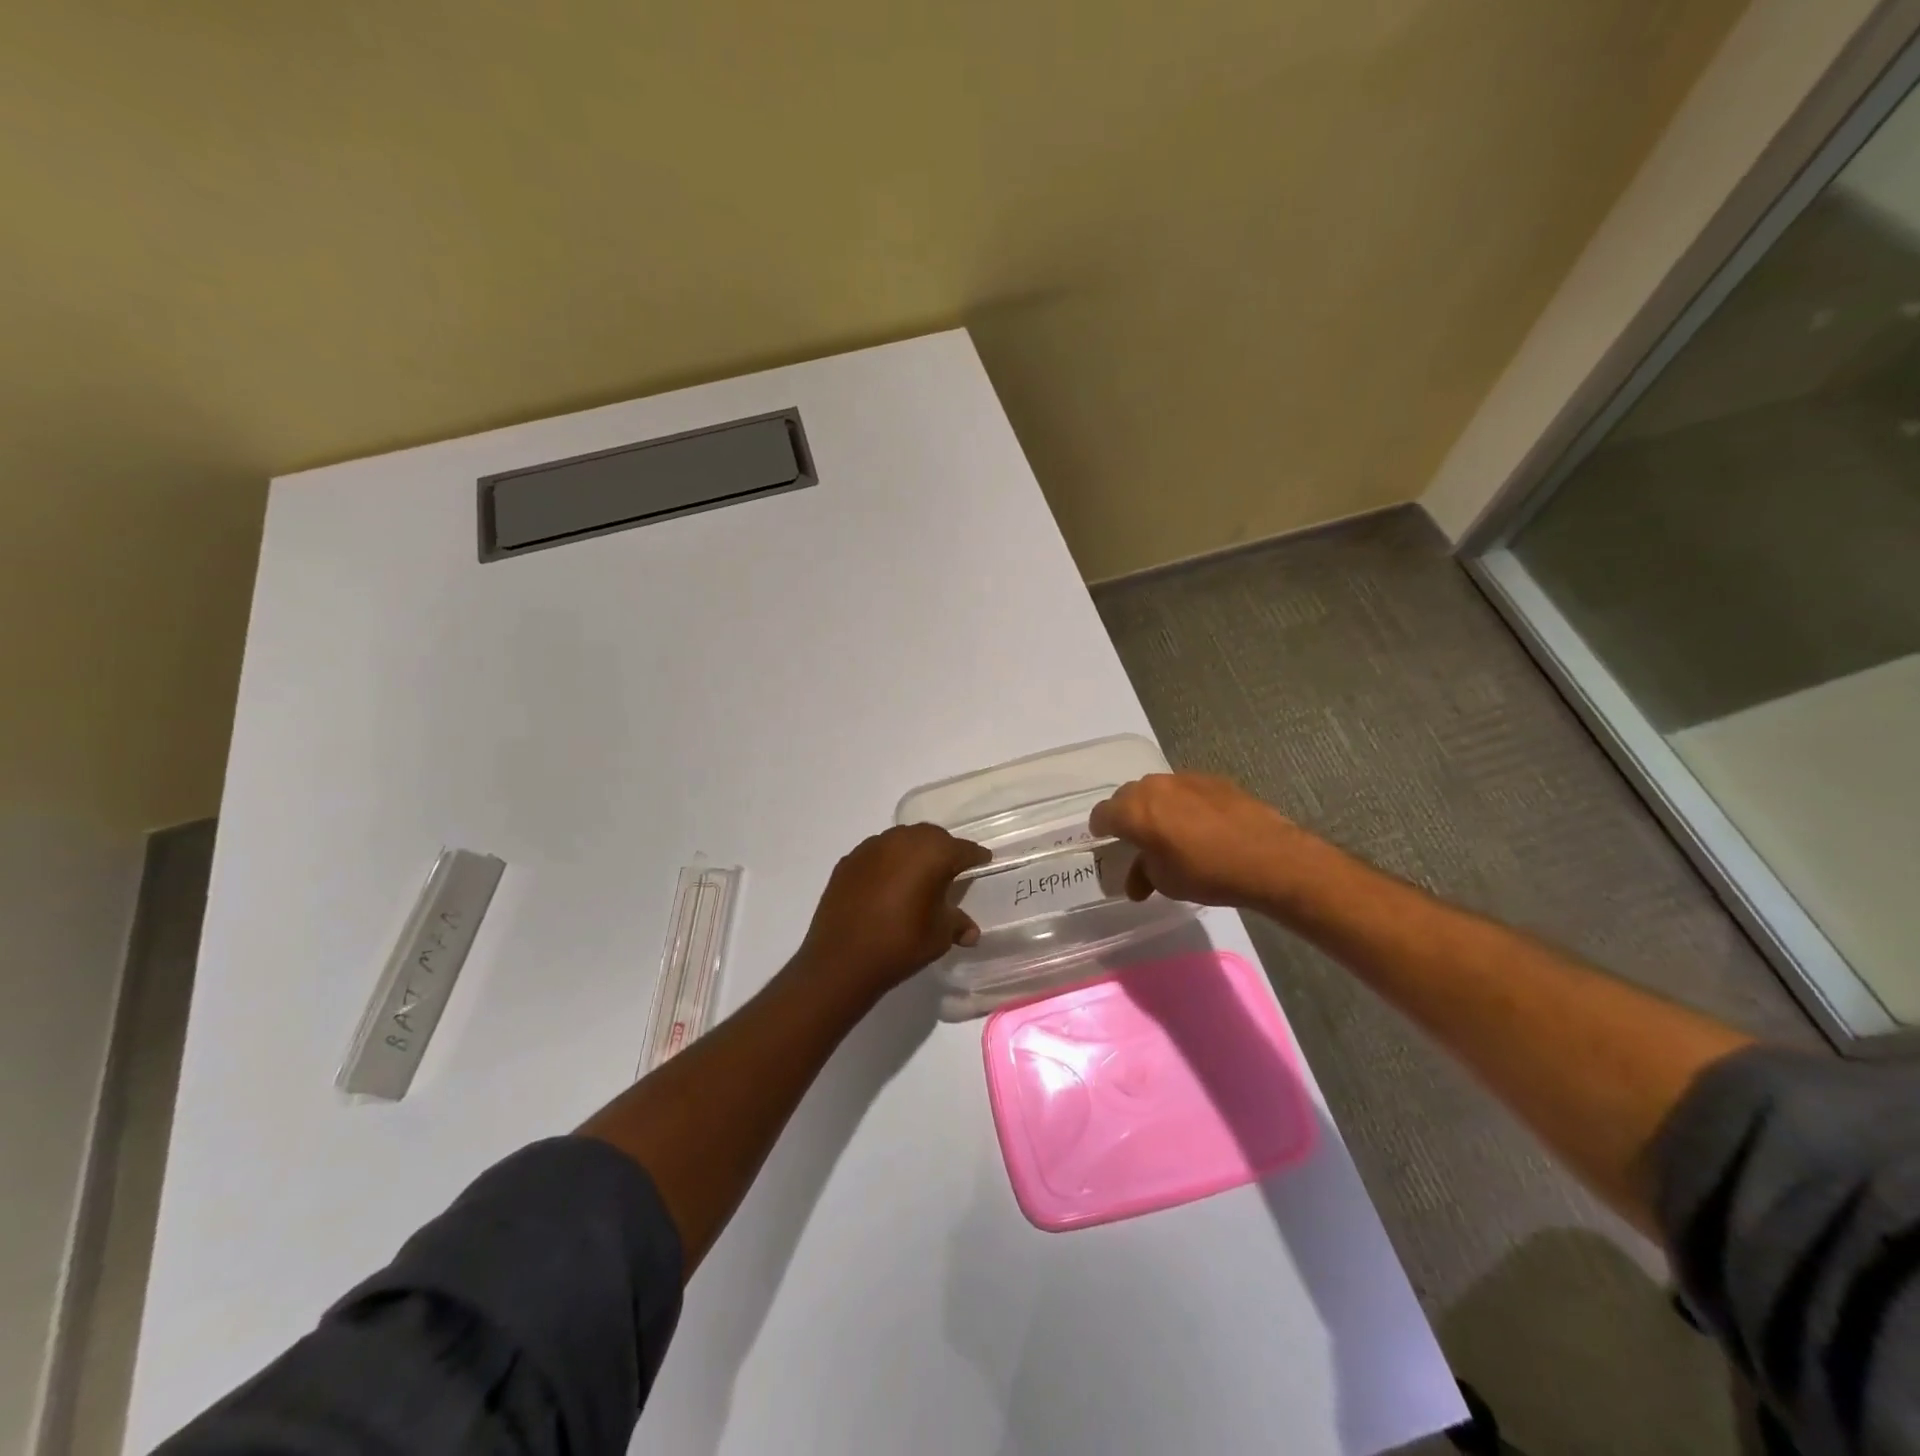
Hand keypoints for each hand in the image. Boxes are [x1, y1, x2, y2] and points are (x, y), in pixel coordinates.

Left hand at [794, 824, 990, 1003]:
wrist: (841, 960)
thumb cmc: (900, 944)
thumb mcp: (939, 936)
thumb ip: (957, 924)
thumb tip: (970, 931)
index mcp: (932, 853)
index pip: (963, 849)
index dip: (975, 858)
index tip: (983, 863)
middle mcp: (902, 840)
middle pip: (932, 837)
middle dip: (944, 850)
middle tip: (951, 871)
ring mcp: (871, 848)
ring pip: (902, 840)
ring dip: (914, 853)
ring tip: (918, 877)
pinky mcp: (848, 861)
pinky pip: (877, 854)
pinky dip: (888, 863)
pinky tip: (887, 886)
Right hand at [1088, 773, 1303, 907]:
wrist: (1267, 857)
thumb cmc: (1206, 873)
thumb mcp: (1165, 882)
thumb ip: (1143, 873)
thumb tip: (1137, 879)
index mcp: (1134, 811)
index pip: (1102, 814)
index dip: (1100, 829)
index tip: (1105, 841)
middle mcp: (1154, 787)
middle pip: (1128, 796)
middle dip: (1127, 815)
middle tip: (1136, 838)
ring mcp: (1185, 779)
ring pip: (1157, 789)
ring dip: (1156, 806)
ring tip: (1169, 830)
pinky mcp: (1213, 779)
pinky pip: (1185, 789)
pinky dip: (1183, 803)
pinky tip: (1200, 825)